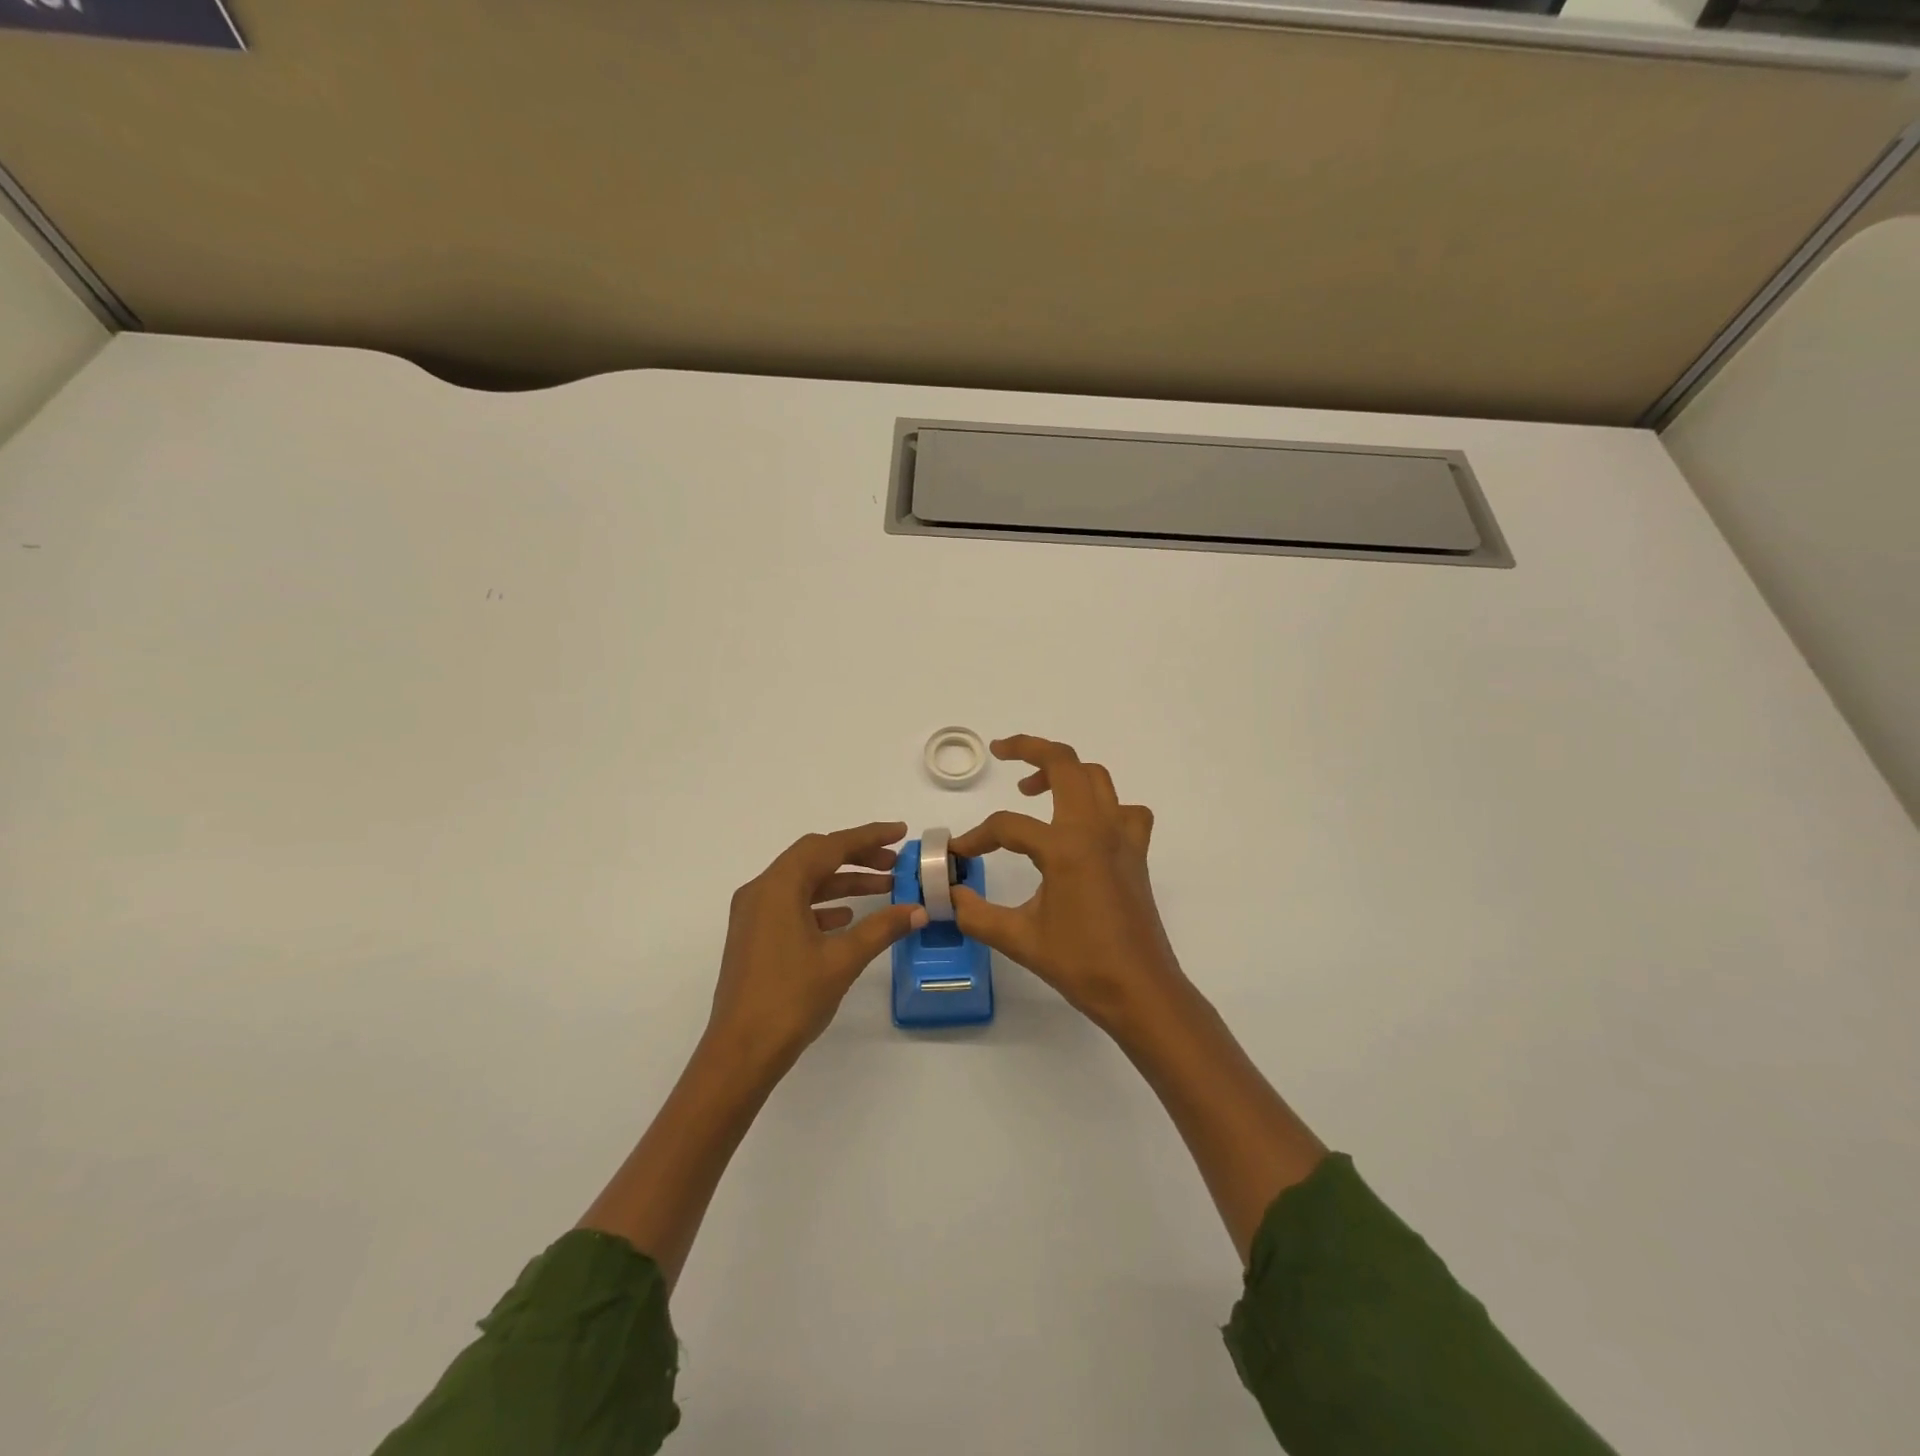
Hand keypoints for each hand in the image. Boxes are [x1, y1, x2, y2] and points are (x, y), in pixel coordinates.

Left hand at [706, 821, 926, 1076]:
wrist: (741, 1052)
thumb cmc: (791, 999)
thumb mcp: (842, 960)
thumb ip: (882, 928)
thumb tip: (918, 910)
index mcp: (778, 887)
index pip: (829, 846)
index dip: (868, 836)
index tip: (900, 833)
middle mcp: (761, 891)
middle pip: (814, 858)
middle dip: (857, 856)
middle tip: (895, 864)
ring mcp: (753, 914)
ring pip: (804, 882)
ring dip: (842, 881)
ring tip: (883, 889)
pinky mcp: (754, 936)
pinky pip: (792, 904)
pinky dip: (823, 904)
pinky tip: (847, 918)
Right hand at [951, 736, 1186, 1031]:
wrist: (1140, 991)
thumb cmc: (1080, 964)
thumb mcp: (1019, 939)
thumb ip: (976, 914)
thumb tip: (950, 896)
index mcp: (1066, 847)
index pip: (1008, 826)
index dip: (976, 837)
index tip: (958, 855)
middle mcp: (1096, 829)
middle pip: (1065, 764)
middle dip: (1030, 749)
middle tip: (1001, 751)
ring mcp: (1122, 838)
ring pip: (1096, 778)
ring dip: (1065, 770)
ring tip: (1034, 788)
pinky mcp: (1136, 853)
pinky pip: (1124, 810)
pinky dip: (1103, 805)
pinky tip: (1084, 826)